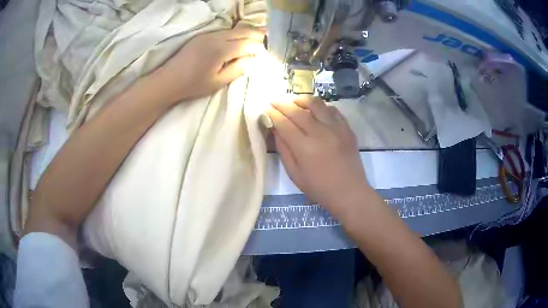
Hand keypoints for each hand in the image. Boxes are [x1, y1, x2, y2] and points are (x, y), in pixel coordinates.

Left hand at [154, 26, 265, 103]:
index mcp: (221, 50)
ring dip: (247, 32)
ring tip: (259, 34)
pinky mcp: (202, 36)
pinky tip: (239, 36)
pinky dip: (236, 32)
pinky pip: (224, 31)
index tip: (267, 52)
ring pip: (233, 29)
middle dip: (257, 34)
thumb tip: (254, 61)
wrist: (169, 80)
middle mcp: (216, 38)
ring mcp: (208, 35)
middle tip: (269, 37)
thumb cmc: (193, 85)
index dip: (259, 47)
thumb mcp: (217, 82)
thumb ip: (237, 69)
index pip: (247, 43)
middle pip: (242, 32)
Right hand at [266, 95, 370, 214]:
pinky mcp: (347, 129)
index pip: (284, 123)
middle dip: (283, 104)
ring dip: (302, 100)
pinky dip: (322, 107)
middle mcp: (320, 133)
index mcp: (304, 147)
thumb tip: (275, 129)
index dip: (273, 113)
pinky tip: (316, 111)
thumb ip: (284, 150)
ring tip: (295, 102)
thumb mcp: (295, 174)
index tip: (266, 107)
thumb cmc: (319, 188)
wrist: (349, 192)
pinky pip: (333, 110)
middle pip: (298, 111)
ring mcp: (336, 128)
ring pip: (317, 104)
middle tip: (274, 101)